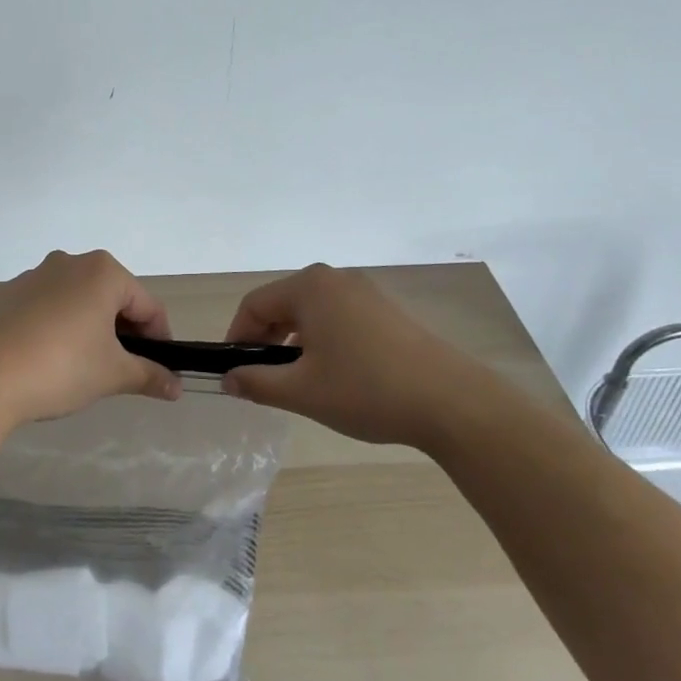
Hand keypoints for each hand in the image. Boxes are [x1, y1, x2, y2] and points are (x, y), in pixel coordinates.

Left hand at [0, 250, 183, 426]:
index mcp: (103, 272)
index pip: (147, 305)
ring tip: (82, 365)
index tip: (160, 367)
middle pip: (111, 296)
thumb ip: (148, 375)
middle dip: (122, 330)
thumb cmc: (63, 367)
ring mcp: (32, 275)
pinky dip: (52, 326)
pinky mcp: (4, 294)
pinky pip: (41, 307)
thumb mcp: (113, 374)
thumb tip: (176, 387)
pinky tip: (45, 358)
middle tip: (122, 367)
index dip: (160, 338)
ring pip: (74, 299)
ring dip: (87, 325)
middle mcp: (69, 262)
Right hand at [221, 264, 505, 450]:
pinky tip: (332, 373)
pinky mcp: (386, 310)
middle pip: (282, 303)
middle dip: (265, 339)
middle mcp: (334, 279)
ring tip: (296, 379)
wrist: (451, 402)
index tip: (234, 371)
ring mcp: (364, 291)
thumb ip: (256, 383)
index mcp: (309, 286)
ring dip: (293, 341)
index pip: (254, 305)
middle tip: (262, 378)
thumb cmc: (366, 390)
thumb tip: (228, 379)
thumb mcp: (302, 391)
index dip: (236, 337)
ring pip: (310, 312)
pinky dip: (321, 340)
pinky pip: (337, 317)